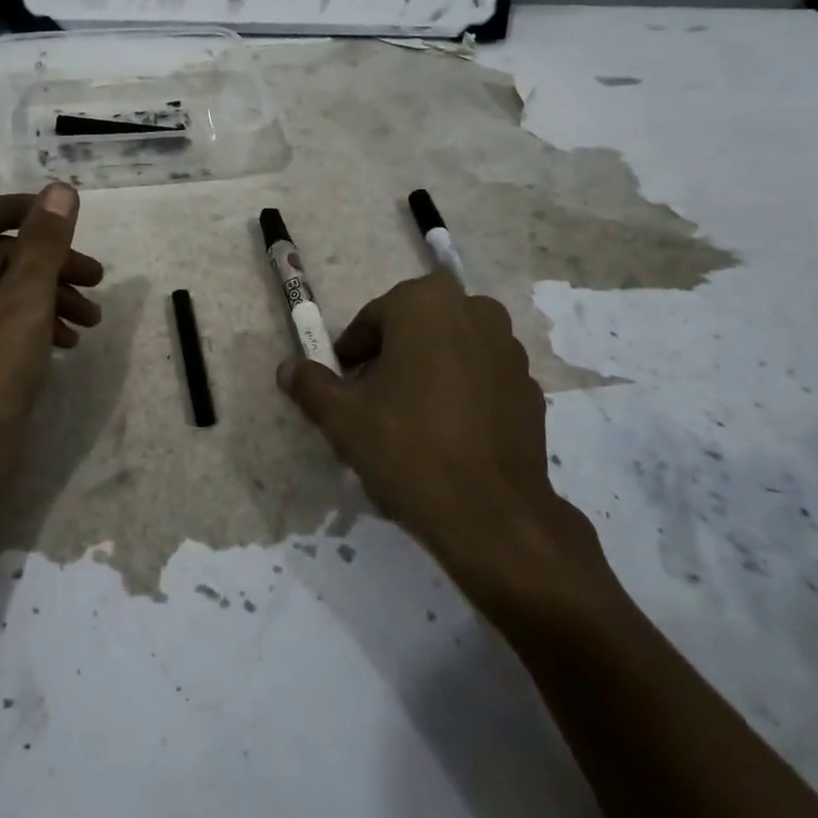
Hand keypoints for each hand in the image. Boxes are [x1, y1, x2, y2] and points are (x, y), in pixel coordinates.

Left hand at [0, 186, 102, 514]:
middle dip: (48, 266)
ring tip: (91, 319)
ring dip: (48, 295)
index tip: (67, 217)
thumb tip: (59, 189)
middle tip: (96, 279)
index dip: (23, 211)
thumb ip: (43, 243)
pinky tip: (69, 340)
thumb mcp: (23, 304)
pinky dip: (33, 320)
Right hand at [277, 273, 614, 624]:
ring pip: (451, 349)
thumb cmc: (407, 447)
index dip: (352, 353)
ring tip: (411, 420)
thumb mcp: (341, 417)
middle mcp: (474, 311)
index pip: (373, 318)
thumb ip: (311, 384)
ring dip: (428, 370)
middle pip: (415, 328)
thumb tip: (288, 369)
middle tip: (373, 401)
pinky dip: (462, 392)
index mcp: (425, 303)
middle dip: (392, 356)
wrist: (491, 514)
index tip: (343, 386)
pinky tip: (449, 434)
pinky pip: (481, 376)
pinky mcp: (530, 386)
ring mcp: (509, 348)